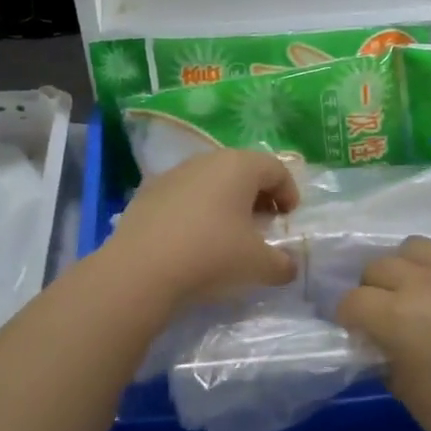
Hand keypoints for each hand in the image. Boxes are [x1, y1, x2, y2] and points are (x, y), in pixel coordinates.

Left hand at [105, 149, 299, 309]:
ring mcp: (174, 174)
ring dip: (226, 201)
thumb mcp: (258, 265)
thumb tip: (288, 266)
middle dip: (258, 195)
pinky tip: (194, 239)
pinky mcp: (148, 192)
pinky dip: (197, 210)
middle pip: (242, 170)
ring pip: (211, 180)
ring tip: (229, 233)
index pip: (275, 169)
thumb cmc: (211, 255)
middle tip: (264, 224)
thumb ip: (282, 264)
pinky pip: (184, 195)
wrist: (140, 269)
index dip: (289, 192)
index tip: (289, 219)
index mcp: (239, 166)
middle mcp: (207, 160)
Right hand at [338, 236, 430, 430]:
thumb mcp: (415, 400)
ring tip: (418, 293)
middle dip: (372, 290)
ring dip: (406, 268)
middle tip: (384, 315)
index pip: (353, 301)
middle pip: (379, 266)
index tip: (356, 333)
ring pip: (414, 247)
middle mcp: (425, 283)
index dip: (348, 318)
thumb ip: (389, 364)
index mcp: (399, 318)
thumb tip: (382, 346)